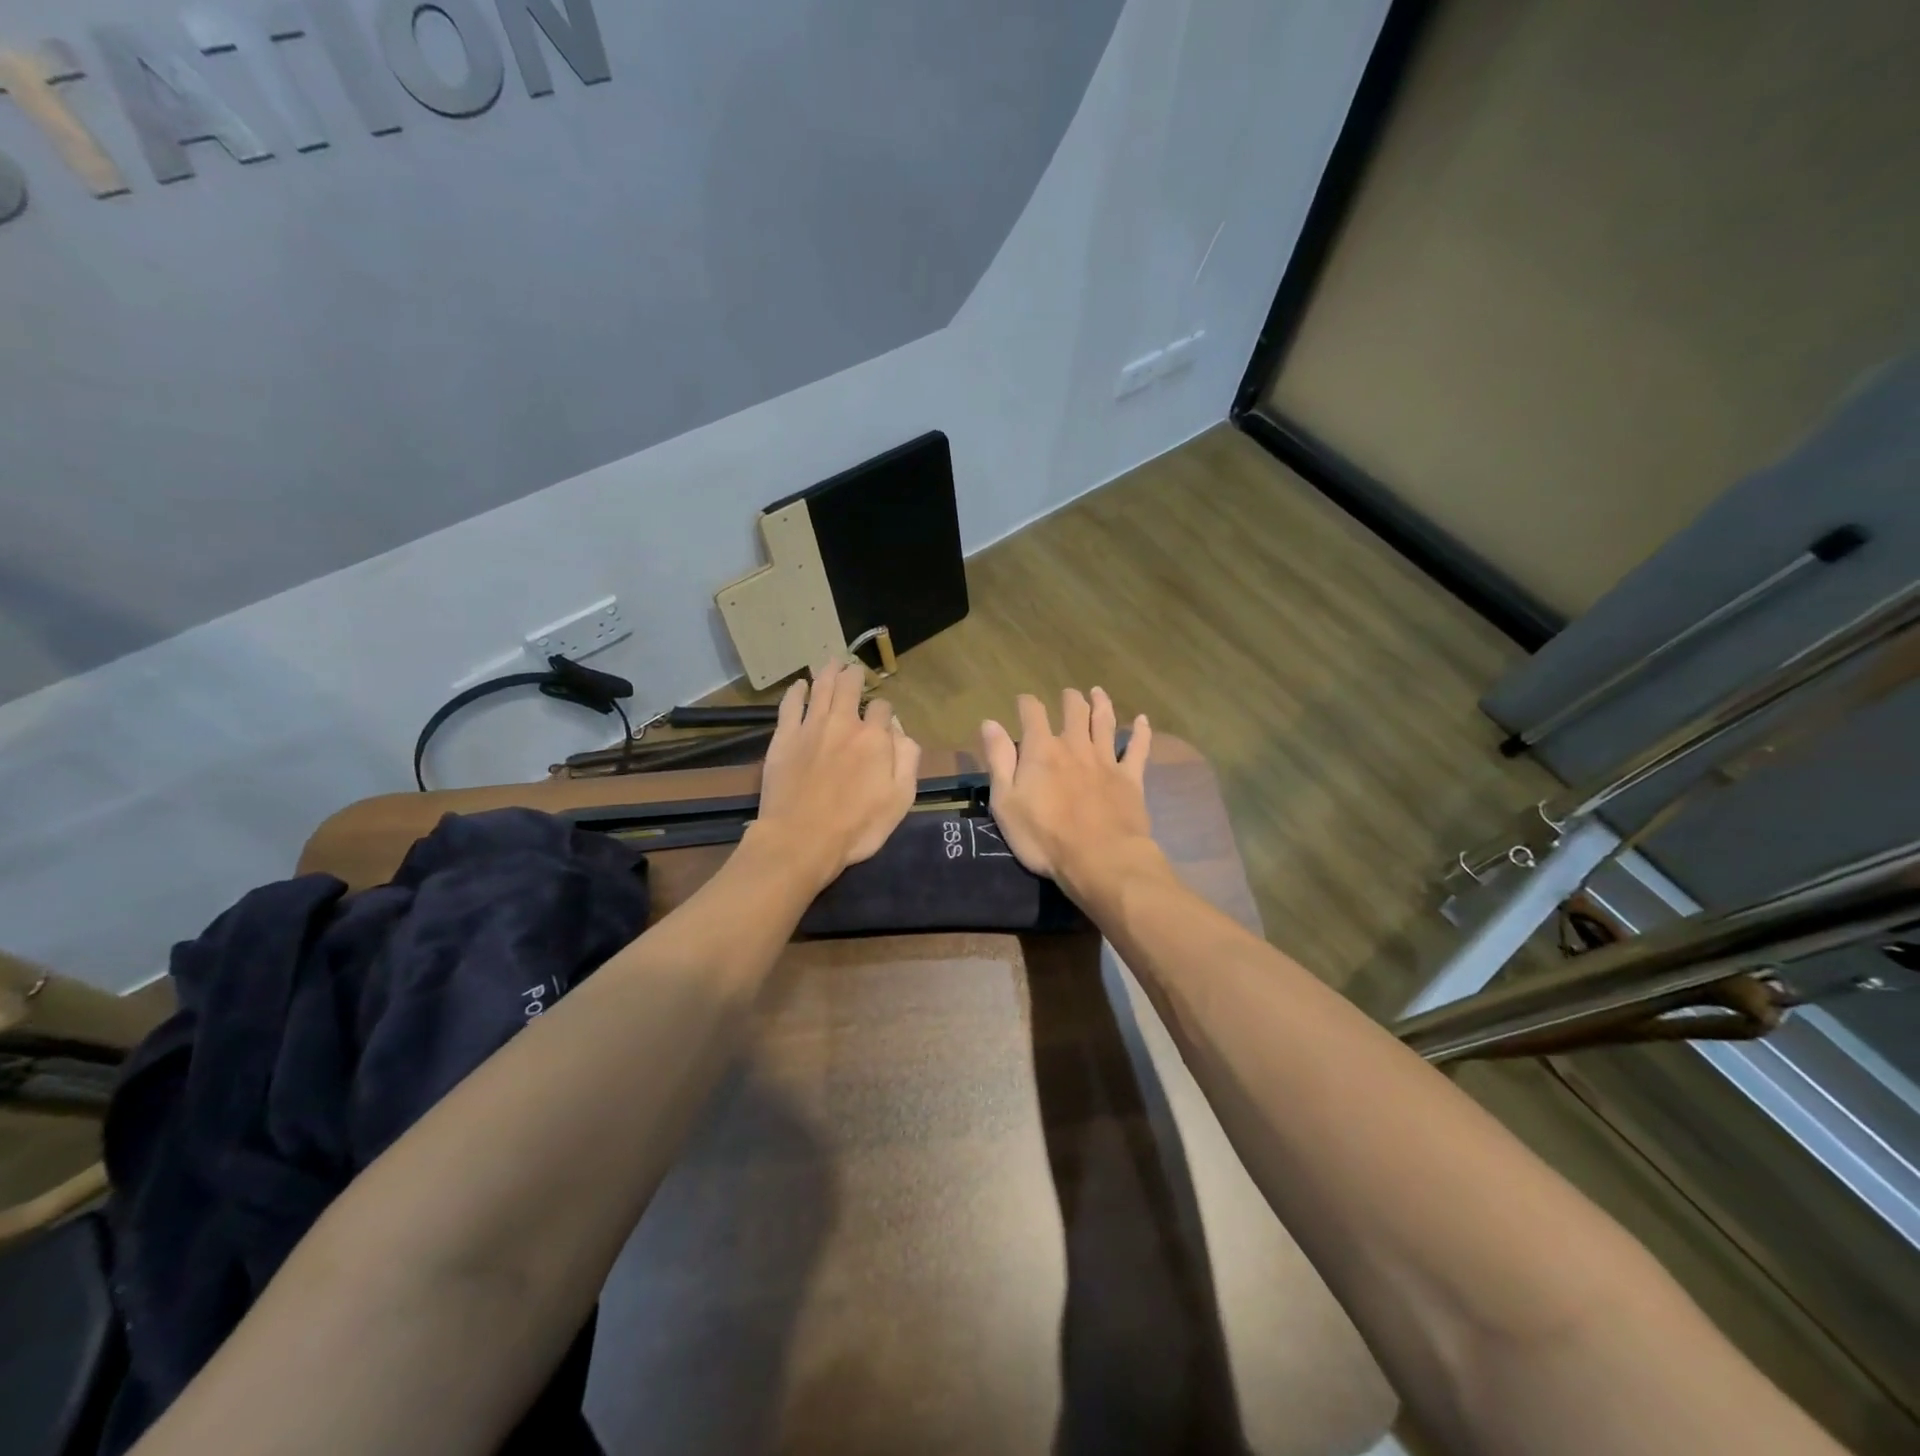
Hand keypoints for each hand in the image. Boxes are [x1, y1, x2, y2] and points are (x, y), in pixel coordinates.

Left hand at [753, 659, 920, 888]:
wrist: (801, 840)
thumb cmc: (857, 827)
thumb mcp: (900, 799)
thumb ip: (907, 759)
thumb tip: (900, 730)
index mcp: (874, 738)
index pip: (883, 709)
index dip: (884, 711)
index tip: (882, 719)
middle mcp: (843, 724)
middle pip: (849, 687)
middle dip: (855, 675)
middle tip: (854, 669)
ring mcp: (810, 728)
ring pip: (820, 688)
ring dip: (828, 672)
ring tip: (832, 661)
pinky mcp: (783, 738)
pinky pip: (789, 705)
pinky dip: (795, 691)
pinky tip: (798, 684)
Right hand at [981, 688, 1162, 899]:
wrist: (1099, 859)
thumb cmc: (1044, 836)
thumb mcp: (1006, 802)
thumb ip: (999, 760)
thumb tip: (990, 723)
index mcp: (1042, 751)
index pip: (1033, 714)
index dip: (1027, 703)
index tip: (1023, 700)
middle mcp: (1075, 746)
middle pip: (1074, 712)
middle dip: (1069, 699)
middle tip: (1068, 694)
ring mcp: (1106, 760)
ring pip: (1105, 723)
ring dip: (1101, 704)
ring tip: (1098, 692)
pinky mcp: (1130, 778)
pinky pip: (1138, 749)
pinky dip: (1141, 733)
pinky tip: (1142, 720)